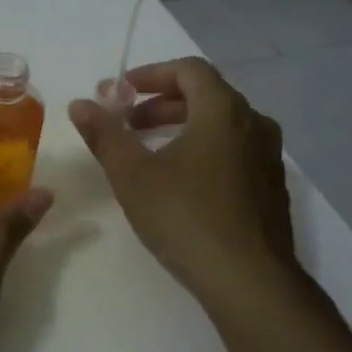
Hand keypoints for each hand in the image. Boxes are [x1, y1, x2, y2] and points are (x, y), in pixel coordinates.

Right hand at [69, 57, 297, 308]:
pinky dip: (204, 150)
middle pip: (207, 96)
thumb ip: (105, 135)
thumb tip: (80, 104)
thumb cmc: (186, 217)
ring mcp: (269, 158)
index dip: (152, 74)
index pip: (189, 70)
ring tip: (150, 153)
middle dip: (162, 104)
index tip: (122, 91)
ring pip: (222, 127)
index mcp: (223, 111)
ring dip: (183, 128)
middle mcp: (254, 125)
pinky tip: (182, 184)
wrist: (249, 280)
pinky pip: (235, 152)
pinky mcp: (271, 189)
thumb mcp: (133, 175)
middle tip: (128, 124)